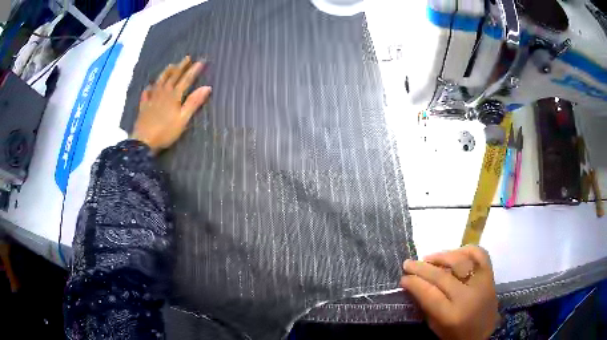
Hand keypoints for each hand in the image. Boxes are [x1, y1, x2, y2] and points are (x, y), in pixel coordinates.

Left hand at [131, 56, 211, 153]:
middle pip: (173, 77)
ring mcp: (152, 98)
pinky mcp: (144, 106)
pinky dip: (149, 88)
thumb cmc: (165, 132)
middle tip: (187, 57)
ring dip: (166, 72)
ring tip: (171, 65)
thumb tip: (207, 87)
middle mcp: (163, 93)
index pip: (186, 80)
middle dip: (181, 67)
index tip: (201, 61)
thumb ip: (193, 103)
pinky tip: (149, 86)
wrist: (143, 141)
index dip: (193, 70)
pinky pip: (146, 94)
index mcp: (174, 96)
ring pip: (159, 81)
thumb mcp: (183, 119)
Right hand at [401, 246, 499, 339]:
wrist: (483, 333)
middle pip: (441, 276)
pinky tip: (454, 253)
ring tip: (428, 258)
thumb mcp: (435, 326)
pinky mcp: (490, 275)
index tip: (403, 278)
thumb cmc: (455, 334)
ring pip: (460, 261)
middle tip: (408, 263)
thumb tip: (414, 283)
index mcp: (451, 315)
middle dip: (421, 268)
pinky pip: (480, 254)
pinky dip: (466, 250)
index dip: (413, 282)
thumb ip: (426, 305)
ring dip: (441, 256)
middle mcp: (468, 297)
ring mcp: (482, 283)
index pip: (429, 293)